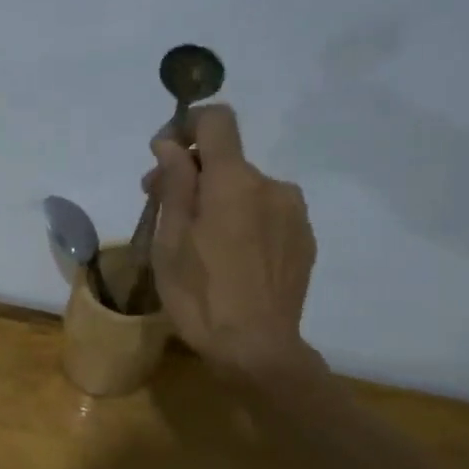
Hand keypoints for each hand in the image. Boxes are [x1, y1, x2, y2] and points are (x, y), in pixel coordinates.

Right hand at [144, 104, 318, 380]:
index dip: (187, 126)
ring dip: (222, 203)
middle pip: (228, 161)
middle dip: (194, 176)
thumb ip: (174, 185)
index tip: (164, 154)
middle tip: (165, 210)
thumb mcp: (170, 242)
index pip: (217, 120)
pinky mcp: (304, 239)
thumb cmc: (201, 296)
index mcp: (234, 181)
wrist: (257, 348)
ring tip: (202, 245)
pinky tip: (232, 261)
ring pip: (248, 190)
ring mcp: (294, 213)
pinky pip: (267, 215)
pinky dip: (245, 223)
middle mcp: (271, 185)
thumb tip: (172, 144)